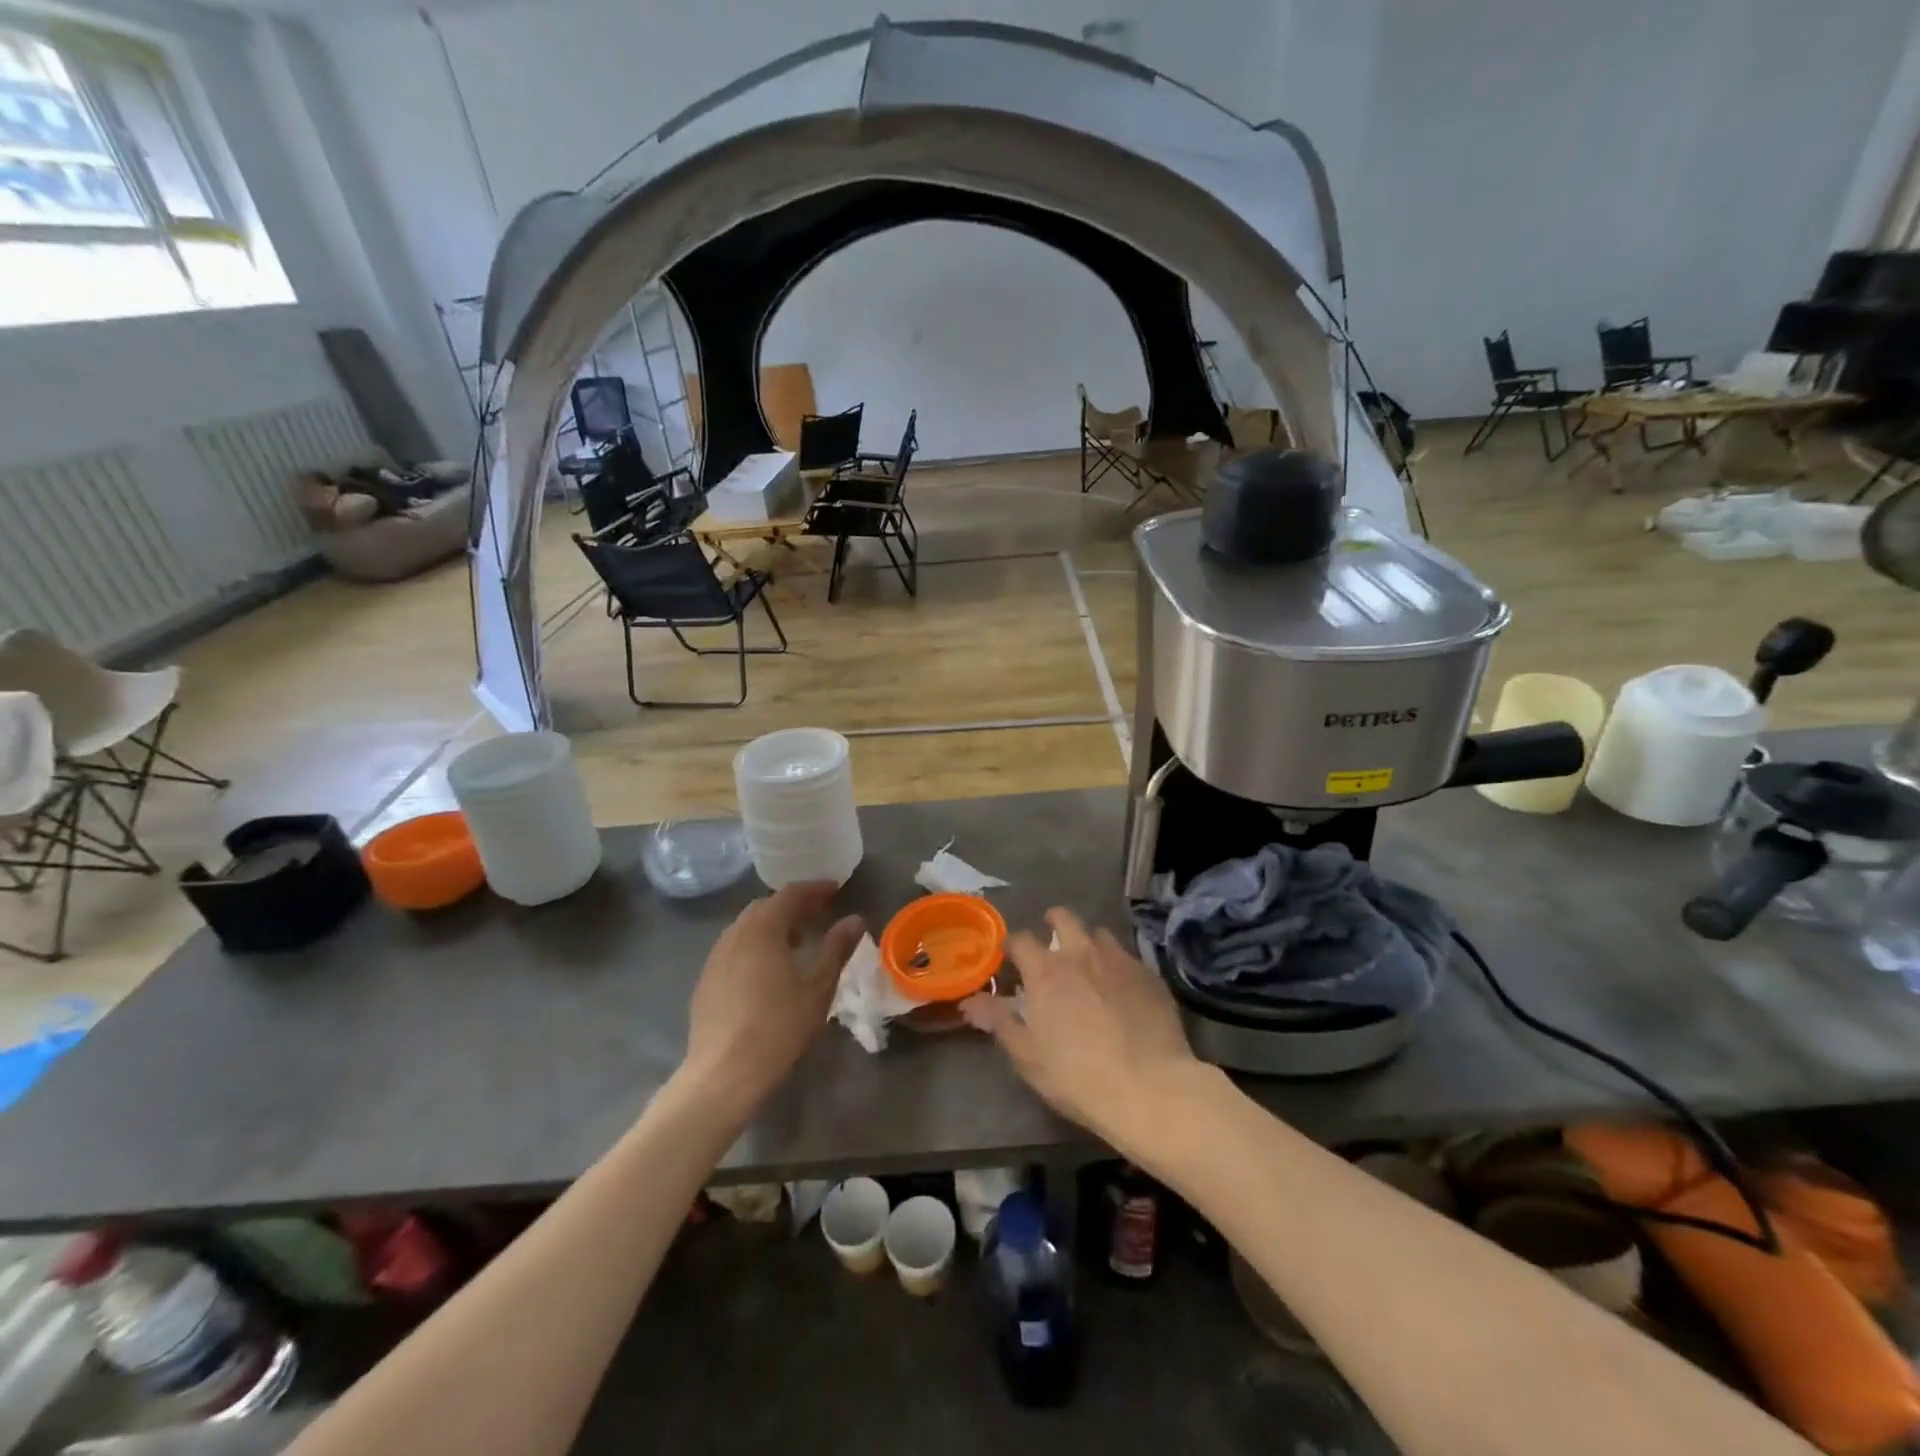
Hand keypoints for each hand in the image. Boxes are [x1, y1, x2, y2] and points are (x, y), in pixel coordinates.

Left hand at [679, 883, 863, 1116]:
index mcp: (763, 929)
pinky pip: (734, 948)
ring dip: (773, 925)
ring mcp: (715, 957)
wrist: (724, 1074)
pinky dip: (755, 945)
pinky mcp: (706, 980)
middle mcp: (735, 934)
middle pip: (765, 907)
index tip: (836, 889)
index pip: (790, 894)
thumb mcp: (818, 987)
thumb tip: (855, 919)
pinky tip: (768, 969)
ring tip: (797, 941)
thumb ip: (836, 948)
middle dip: (793, 905)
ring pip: (747, 927)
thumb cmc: (779, 1027)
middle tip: (819, 914)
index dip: (815, 889)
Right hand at [961, 908, 1208, 1150]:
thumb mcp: (1028, 1056)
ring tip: (1088, 966)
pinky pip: (1127, 957)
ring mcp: (1119, 959)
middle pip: (1063, 917)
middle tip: (1051, 946)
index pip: (1019, 939)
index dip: (1012, 948)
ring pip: (1098, 933)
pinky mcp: (1149, 974)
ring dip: (1087, 943)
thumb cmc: (1079, 1077)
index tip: (1011, 962)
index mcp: (1046, 970)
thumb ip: (999, 1022)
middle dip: (1052, 923)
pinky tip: (1121, 991)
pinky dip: (1117, 966)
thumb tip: (970, 1002)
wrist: (1151, 1089)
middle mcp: (1081, 953)